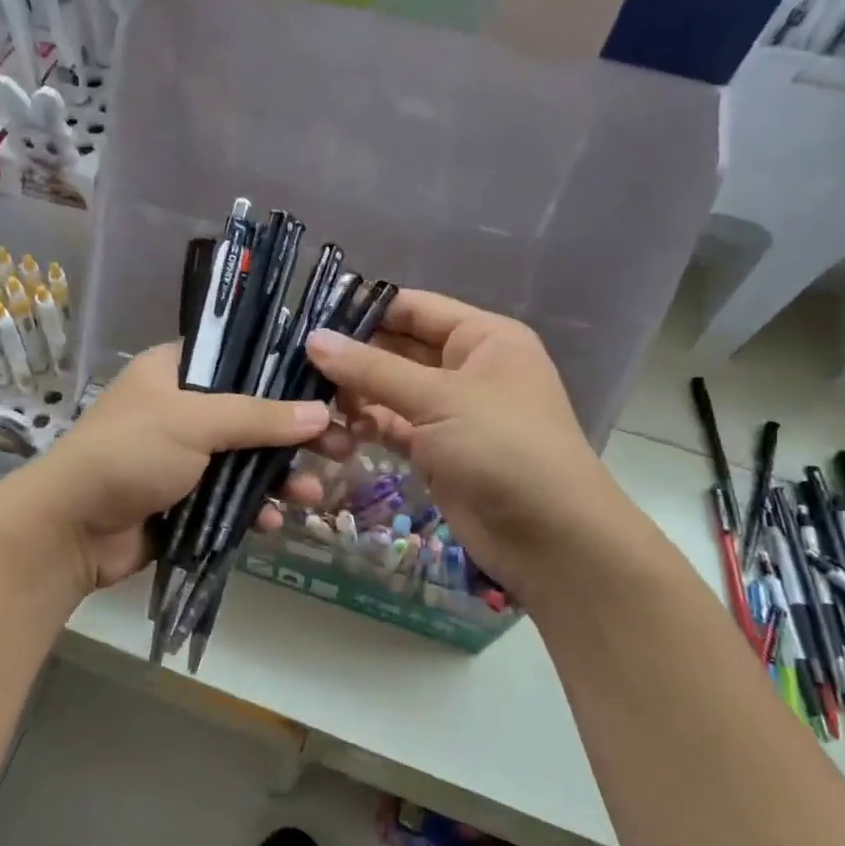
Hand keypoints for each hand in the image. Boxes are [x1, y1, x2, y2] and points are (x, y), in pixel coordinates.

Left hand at [0, 344, 333, 594]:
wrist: (70, 529)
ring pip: (248, 460)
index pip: (241, 356)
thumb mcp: (194, 423)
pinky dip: (254, 508)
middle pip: (254, 413)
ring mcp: (185, 456)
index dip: (286, 371)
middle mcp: (183, 408)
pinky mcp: (186, 499)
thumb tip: (320, 412)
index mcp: (176, 371)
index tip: (330, 388)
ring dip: (282, 477)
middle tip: (343, 446)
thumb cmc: (129, 454)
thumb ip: (258, 416)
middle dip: (296, 434)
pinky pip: (232, 498)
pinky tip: (273, 523)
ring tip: (315, 495)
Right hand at [303, 290, 625, 595]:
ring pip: (390, 391)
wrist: (549, 537)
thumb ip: (371, 369)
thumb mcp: (437, 399)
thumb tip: (313, 339)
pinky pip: (392, 427)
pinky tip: (335, 431)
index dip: (365, 308)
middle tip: (295, 358)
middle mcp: (467, 368)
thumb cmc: (503, 447)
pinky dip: (366, 426)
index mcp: (482, 338)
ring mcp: (451, 412)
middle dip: (352, 355)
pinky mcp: (436, 451)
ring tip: (310, 398)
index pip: (414, 308)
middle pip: (398, 349)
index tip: (310, 313)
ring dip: (354, 394)